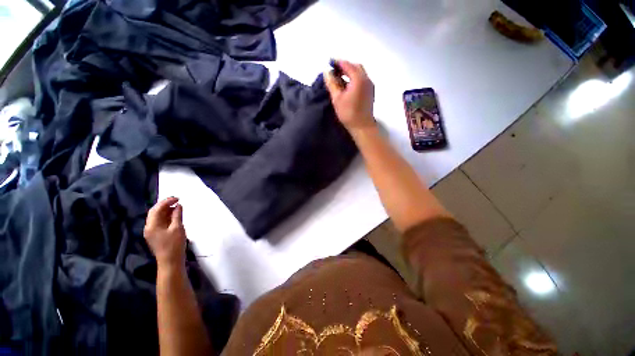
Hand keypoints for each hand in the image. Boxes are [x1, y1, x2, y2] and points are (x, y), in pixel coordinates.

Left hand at [144, 197, 186, 269]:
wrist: (170, 261)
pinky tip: (175, 216)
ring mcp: (152, 232)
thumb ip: (177, 215)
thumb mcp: (177, 228)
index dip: (166, 201)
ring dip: (167, 211)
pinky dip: (167, 217)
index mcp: (151, 225)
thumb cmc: (174, 244)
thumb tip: (178, 205)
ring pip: (158, 217)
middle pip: (155, 212)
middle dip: (165, 205)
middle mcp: (149, 227)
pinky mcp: (156, 235)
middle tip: (177, 200)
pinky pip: (160, 222)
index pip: (156, 209)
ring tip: (178, 207)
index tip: (177, 198)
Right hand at [324, 60, 375, 131]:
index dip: (338, 62)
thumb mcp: (337, 98)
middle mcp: (366, 79)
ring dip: (350, 72)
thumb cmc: (348, 113)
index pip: (347, 65)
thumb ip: (332, 83)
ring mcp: (370, 85)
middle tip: (335, 70)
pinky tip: (347, 85)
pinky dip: (354, 78)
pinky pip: (362, 79)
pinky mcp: (370, 92)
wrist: (362, 126)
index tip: (329, 63)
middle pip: (356, 66)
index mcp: (358, 79)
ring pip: (360, 73)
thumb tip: (327, 72)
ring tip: (339, 78)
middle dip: (345, 66)